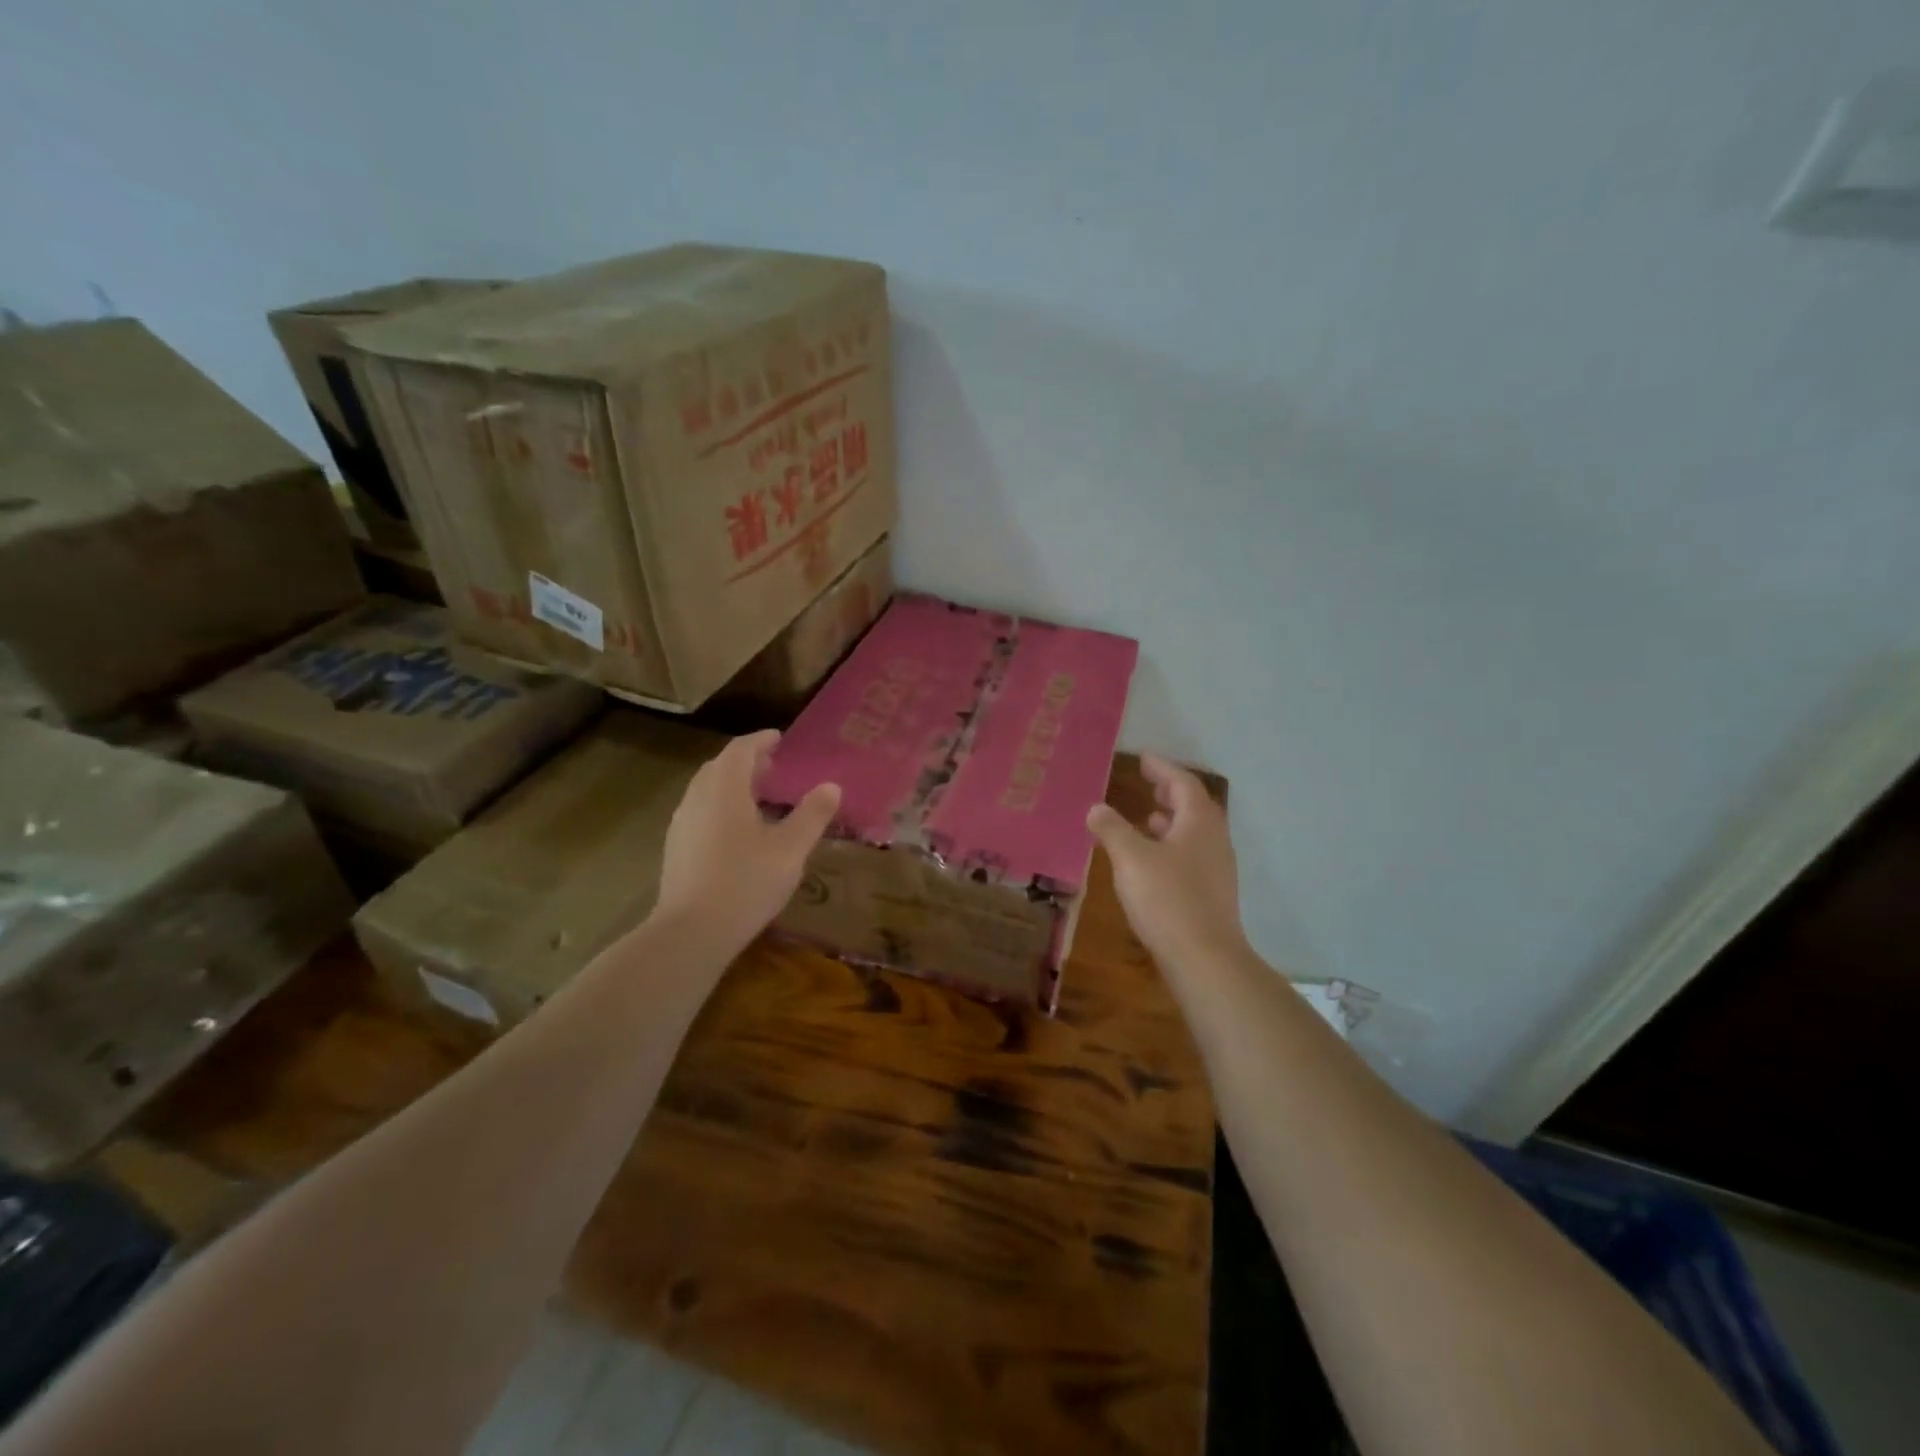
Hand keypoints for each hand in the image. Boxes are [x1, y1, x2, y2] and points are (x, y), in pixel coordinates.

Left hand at [654, 729, 840, 955]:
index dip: (760, 741)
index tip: (779, 739)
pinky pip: (700, 812)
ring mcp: (681, 825)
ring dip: (732, 785)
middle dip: (746, 762)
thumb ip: (812, 814)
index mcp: (724, 789)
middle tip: (772, 767)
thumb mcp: (790, 848)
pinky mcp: (676, 849)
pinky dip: (721, 807)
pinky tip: (738, 832)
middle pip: (719, 767)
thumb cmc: (746, 882)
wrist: (691, 932)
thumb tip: (831, 785)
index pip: (740, 750)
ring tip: (758, 797)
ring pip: (706, 791)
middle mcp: (697, 799)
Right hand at [1087, 754, 1246, 968]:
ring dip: (1172, 821)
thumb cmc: (1167, 899)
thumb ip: (1112, 829)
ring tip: (1146, 819)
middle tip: (1148, 784)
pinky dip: (1172, 846)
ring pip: (1194, 833)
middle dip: (1171, 792)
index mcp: (1199, 822)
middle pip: (1194, 806)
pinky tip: (1152, 862)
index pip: (1183, 783)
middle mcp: (1214, 840)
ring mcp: (1217, 869)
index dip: (1163, 769)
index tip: (1143, 759)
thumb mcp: (1131, 858)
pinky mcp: (1212, 894)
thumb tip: (1096, 808)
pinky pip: (1192, 856)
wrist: (1205, 959)